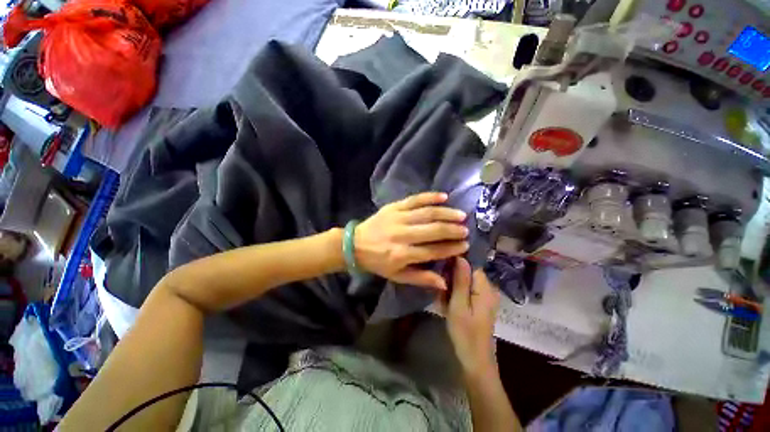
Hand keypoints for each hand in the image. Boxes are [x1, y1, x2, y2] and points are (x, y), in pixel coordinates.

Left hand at [355, 192, 468, 290]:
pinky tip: (444, 196)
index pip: (433, 251)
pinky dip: (430, 197)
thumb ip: (421, 278)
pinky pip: (414, 199)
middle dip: (452, 230)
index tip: (465, 245)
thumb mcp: (397, 276)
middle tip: (465, 230)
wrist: (355, 244)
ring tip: (460, 215)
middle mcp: (402, 235)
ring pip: (427, 213)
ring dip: (446, 213)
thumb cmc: (378, 262)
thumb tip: (444, 283)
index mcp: (402, 255)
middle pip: (433, 230)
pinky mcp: (393, 207)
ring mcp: (397, 218)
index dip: (451, 248)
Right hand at [444, 257, 500, 374]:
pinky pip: (465, 292)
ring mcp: (485, 297)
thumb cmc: (465, 333)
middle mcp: (488, 289)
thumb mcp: (459, 305)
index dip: (455, 266)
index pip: (470, 264)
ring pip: (464, 283)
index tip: (442, 274)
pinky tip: (448, 306)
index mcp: (485, 287)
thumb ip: (460, 280)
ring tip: (444, 301)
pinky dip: (456, 296)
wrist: (475, 360)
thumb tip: (460, 256)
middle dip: (452, 279)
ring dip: (452, 289)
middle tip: (442, 293)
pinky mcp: (480, 304)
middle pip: (467, 273)